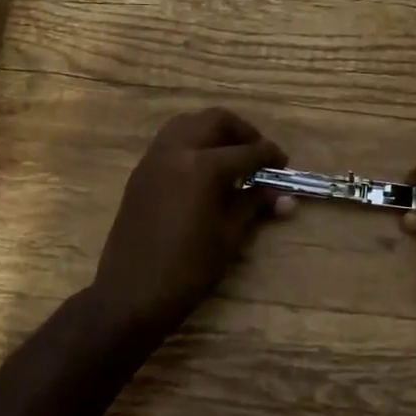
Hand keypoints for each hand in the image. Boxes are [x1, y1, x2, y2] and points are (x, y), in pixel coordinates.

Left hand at [90, 108, 290, 334]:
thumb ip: (253, 205)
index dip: (269, 156)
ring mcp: (153, 159)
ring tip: (230, 157)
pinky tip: (203, 171)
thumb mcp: (229, 236)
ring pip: (188, 124)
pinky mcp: (140, 173)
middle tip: (257, 154)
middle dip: (241, 132)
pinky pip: (170, 142)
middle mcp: (176, 151)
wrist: (131, 294)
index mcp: (202, 166)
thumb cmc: (188, 269)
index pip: (246, 151)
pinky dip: (192, 144)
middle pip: (215, 121)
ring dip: (213, 132)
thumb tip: (284, 196)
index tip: (283, 164)